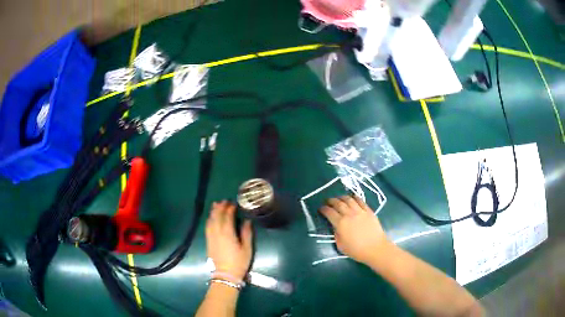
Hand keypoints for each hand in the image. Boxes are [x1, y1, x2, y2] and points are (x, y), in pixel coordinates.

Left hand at [205, 201, 252, 279]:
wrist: (225, 275)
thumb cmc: (239, 262)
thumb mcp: (247, 249)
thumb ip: (247, 233)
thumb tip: (247, 221)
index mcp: (228, 233)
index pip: (227, 217)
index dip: (230, 209)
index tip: (234, 204)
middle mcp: (217, 232)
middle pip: (217, 216)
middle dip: (220, 208)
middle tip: (224, 201)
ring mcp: (211, 237)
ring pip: (210, 221)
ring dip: (213, 212)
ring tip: (216, 205)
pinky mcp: (208, 241)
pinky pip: (207, 227)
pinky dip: (209, 220)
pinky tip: (211, 218)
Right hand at [319, 195, 389, 264]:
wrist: (375, 248)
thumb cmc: (357, 250)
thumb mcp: (341, 245)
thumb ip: (336, 234)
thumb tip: (336, 227)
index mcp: (340, 223)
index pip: (329, 212)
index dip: (323, 209)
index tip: (321, 209)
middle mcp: (349, 214)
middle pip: (338, 203)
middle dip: (331, 201)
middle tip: (328, 201)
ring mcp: (360, 211)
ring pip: (349, 199)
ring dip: (342, 197)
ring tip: (339, 198)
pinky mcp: (368, 211)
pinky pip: (360, 201)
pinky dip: (355, 197)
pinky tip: (352, 197)